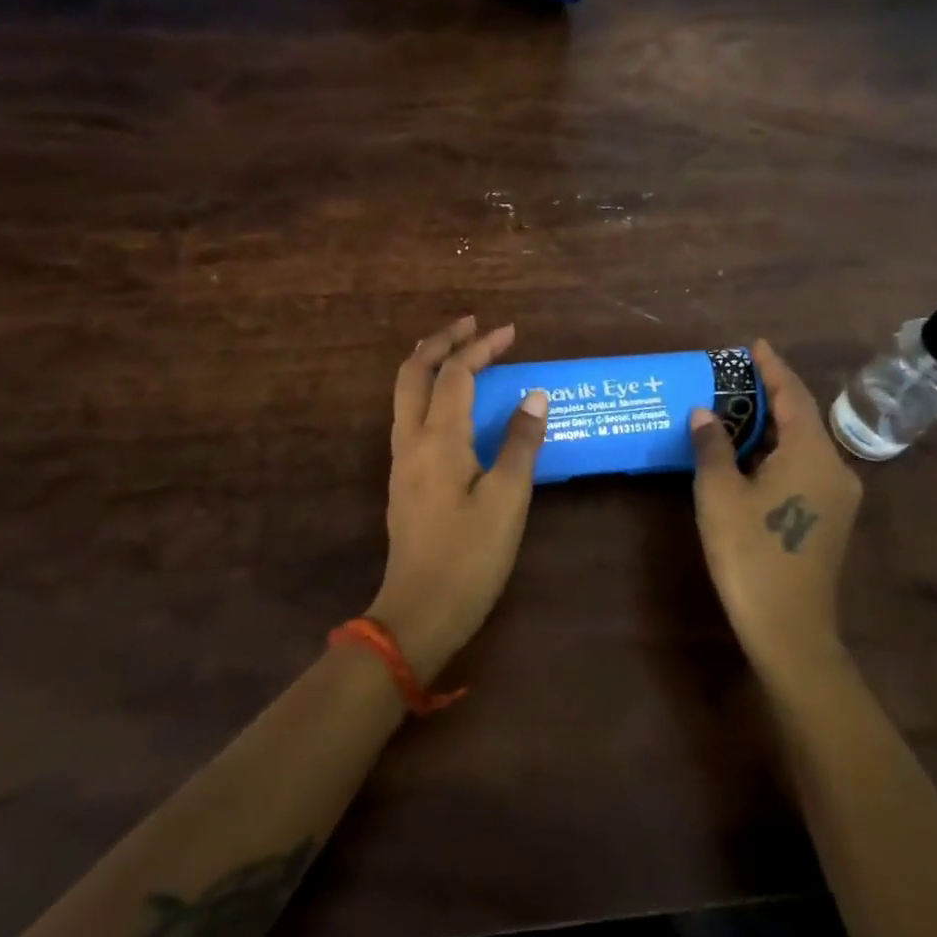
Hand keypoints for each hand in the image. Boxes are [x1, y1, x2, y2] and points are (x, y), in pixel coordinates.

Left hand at [369, 316, 548, 683]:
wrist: (418, 613)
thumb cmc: (470, 557)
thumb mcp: (508, 500)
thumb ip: (520, 442)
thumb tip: (535, 395)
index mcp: (438, 439)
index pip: (456, 373)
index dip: (481, 347)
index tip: (509, 331)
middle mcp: (411, 439)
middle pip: (414, 371)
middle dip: (441, 340)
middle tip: (471, 324)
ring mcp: (401, 459)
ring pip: (405, 392)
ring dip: (429, 362)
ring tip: (456, 348)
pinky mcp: (402, 478)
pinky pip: (409, 413)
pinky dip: (427, 389)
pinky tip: (448, 400)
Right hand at [689, 339, 863, 683]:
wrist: (790, 630)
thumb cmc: (751, 552)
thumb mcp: (719, 493)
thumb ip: (712, 445)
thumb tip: (704, 412)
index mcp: (812, 453)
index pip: (793, 395)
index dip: (772, 367)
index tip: (754, 345)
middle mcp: (834, 467)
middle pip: (802, 417)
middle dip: (770, 395)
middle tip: (735, 377)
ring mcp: (838, 496)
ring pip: (803, 445)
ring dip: (773, 426)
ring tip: (737, 410)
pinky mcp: (831, 519)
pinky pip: (805, 467)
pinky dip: (779, 452)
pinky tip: (752, 455)